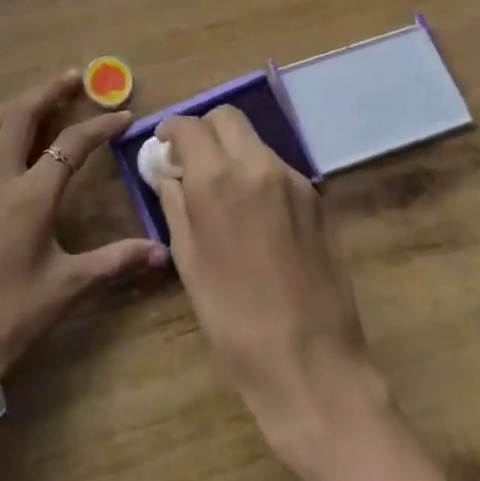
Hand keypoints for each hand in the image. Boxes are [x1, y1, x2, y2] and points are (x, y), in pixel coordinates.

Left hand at [0, 71, 165, 480]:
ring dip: (11, 105)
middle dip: (48, 92)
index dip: (99, 126)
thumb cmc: (9, 321)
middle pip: (20, 117)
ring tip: (34, 98)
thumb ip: (115, 262)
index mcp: (30, 197)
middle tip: (73, 78)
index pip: (71, 146)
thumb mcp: (67, 289)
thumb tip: (162, 252)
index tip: (123, 115)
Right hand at [155, 106, 389, 460]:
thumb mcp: (188, 260)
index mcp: (218, 179)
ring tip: (223, 192)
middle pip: (228, 117)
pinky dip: (257, 174)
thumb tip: (170, 174)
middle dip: (205, 130)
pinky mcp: (316, 199)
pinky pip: (277, 168)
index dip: (171, 129)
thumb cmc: (233, 318)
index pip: (190, 126)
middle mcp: (257, 165)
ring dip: (232, 152)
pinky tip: (254, 215)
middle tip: (192, 160)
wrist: (311, 363)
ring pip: (254, 141)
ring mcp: (293, 180)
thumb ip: (175, 204)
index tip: (164, 146)